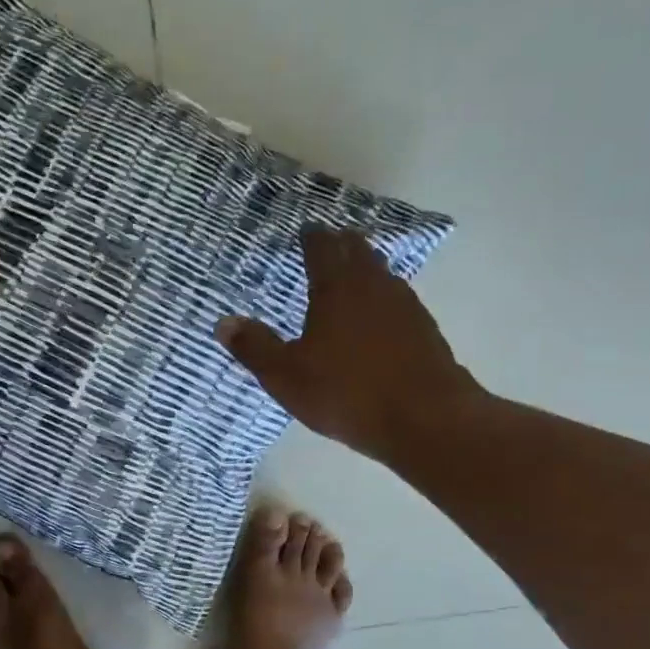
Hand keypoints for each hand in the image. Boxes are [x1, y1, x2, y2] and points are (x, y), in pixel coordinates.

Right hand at [216, 228, 483, 460]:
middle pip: (358, 251)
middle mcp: (373, 286)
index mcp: (337, 288)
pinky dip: (381, 296)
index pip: (323, 248)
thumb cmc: (346, 393)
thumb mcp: (286, 376)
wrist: (426, 419)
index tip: (306, 229)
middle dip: (341, 243)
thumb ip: (254, 347)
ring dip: (365, 266)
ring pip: (381, 273)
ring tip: (351, 272)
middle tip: (328, 241)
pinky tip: (377, 315)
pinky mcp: (424, 330)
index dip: (312, 236)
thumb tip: (223, 322)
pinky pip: (397, 299)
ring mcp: (405, 306)